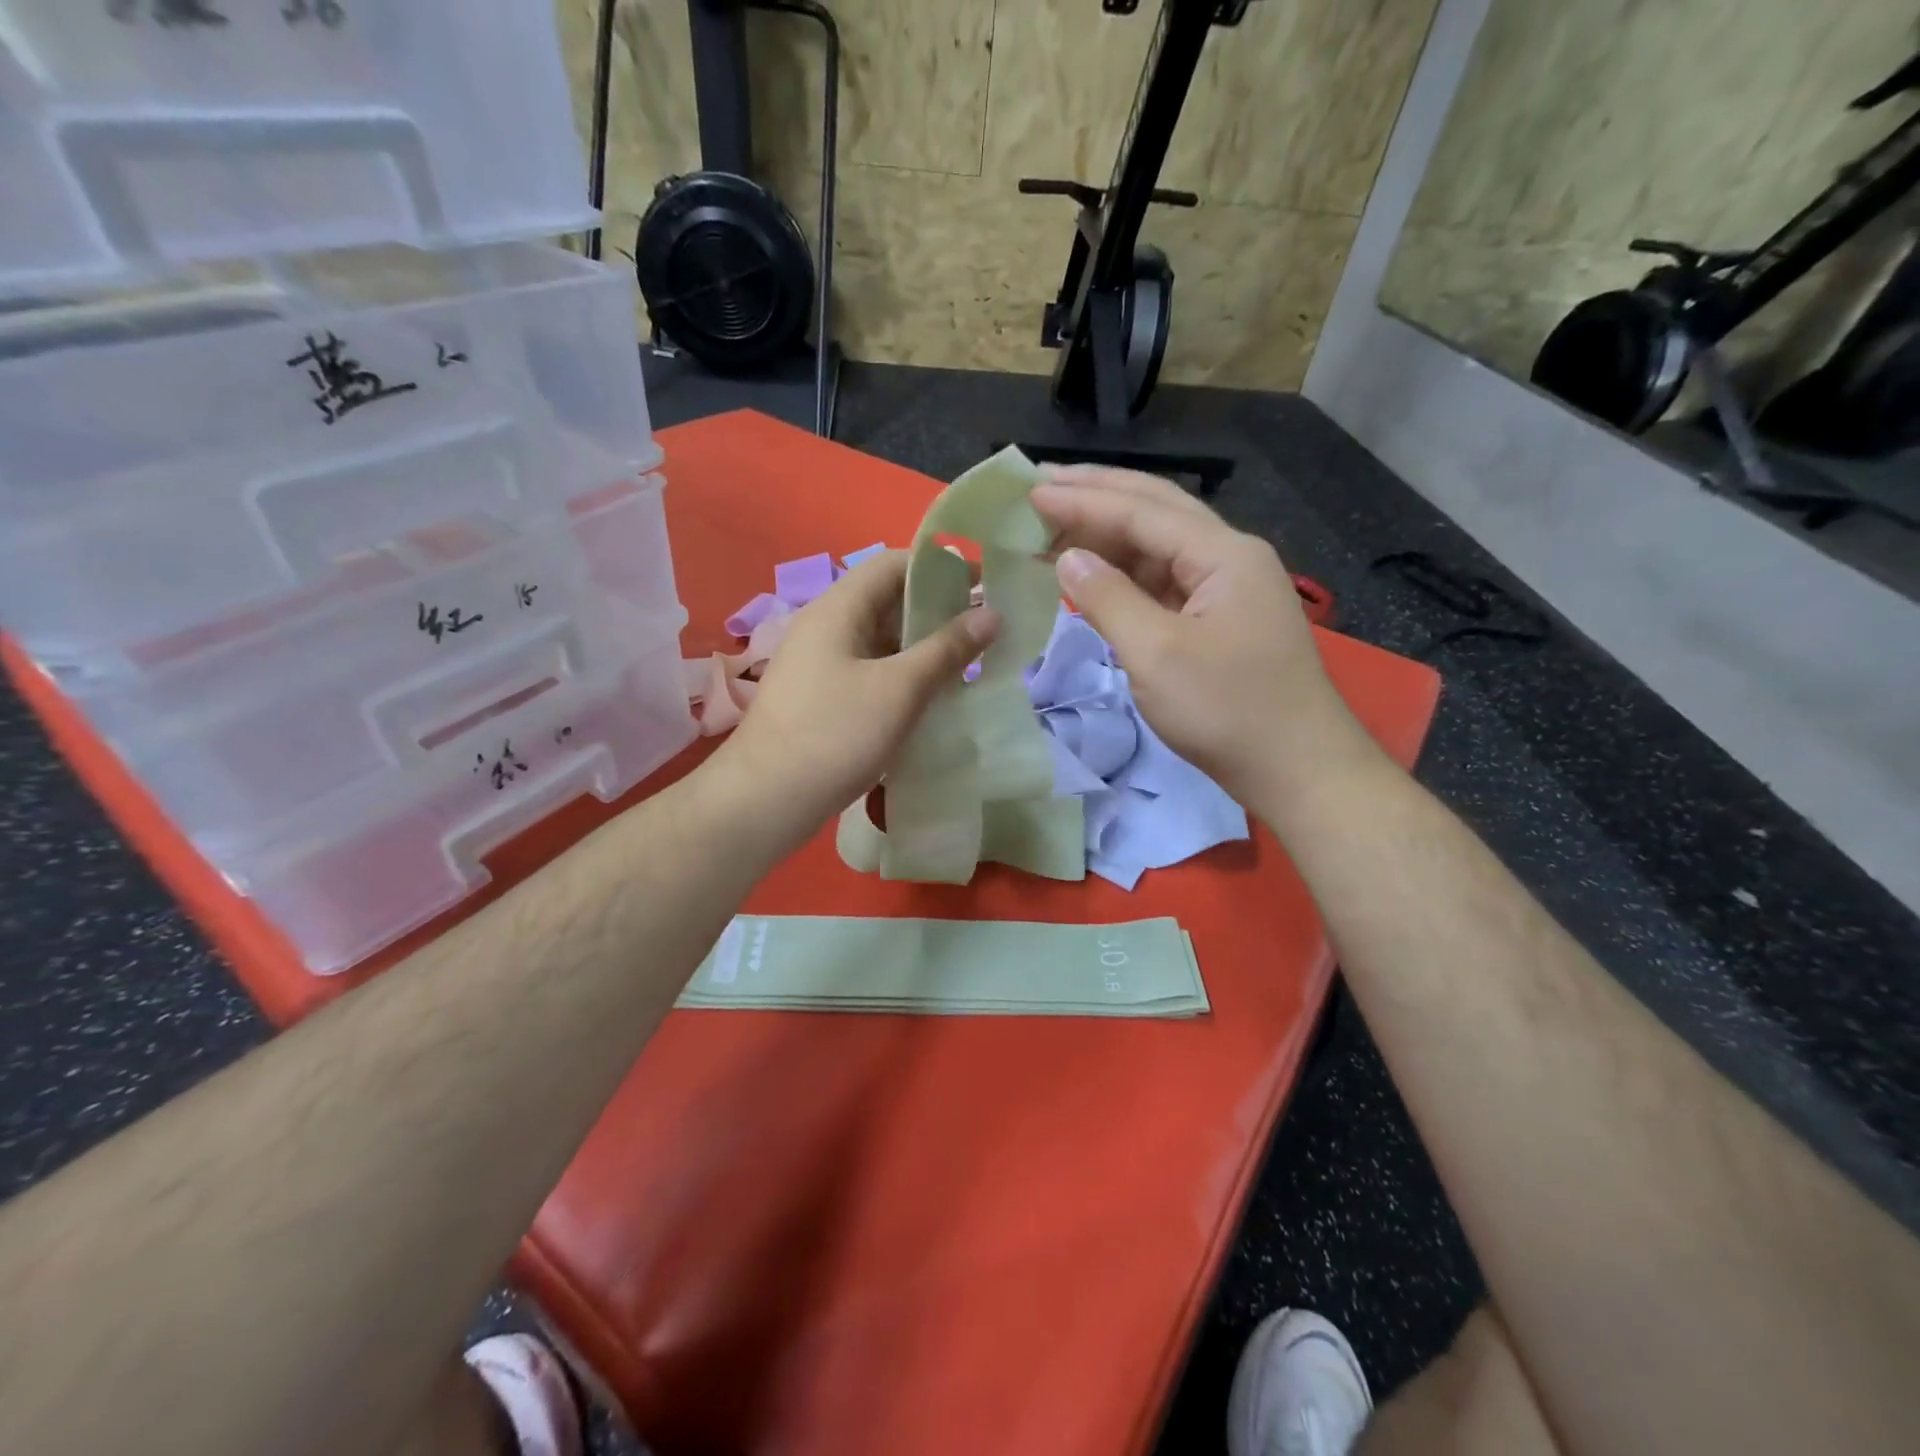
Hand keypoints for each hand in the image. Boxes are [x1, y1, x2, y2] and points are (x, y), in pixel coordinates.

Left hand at [710, 551, 999, 845]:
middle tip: (985, 632)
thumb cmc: (835, 734)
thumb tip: (992, 613)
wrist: (766, 800)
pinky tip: (932, 699)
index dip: (940, 567)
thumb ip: (947, 649)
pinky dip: (903, 677)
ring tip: (969, 666)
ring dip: (923, 648)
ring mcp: (821, 664)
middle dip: (938, 612)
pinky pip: (871, 671)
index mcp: (839, 608)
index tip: (984, 584)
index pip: (894, 563)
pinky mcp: (823, 697)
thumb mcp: (900, 689)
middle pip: (888, 601)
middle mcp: (827, 627)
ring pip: (882, 641)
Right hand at [1031, 465, 1375, 808]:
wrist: (1295, 768)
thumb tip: (1068, 559)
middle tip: (1042, 485)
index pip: (1141, 511)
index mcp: (1223, 554)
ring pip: (1158, 546)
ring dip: (1107, 535)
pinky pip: (1163, 581)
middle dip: (1098, 495)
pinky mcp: (1217, 620)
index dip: (1082, 501)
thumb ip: (1108, 599)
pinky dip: (1124, 574)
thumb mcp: (1157, 654)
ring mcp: (1225, 589)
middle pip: (1156, 511)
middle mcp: (1228, 557)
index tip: (1030, 492)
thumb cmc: (1226, 710)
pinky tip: (1093, 572)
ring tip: (1054, 526)